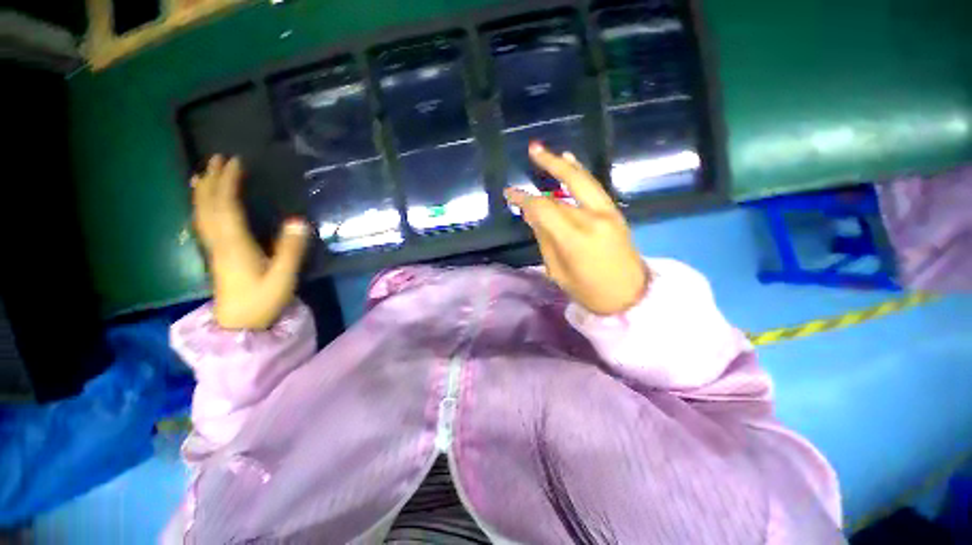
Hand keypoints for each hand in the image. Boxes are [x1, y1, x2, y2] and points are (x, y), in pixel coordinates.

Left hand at [192, 155, 308, 328]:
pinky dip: (200, 207)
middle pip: (209, 205)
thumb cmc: (263, 301)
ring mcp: (215, 249)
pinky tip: (202, 203)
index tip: (236, 161)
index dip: (229, 182)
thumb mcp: (283, 277)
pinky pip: (203, 223)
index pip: (227, 206)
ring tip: (202, 172)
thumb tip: (300, 221)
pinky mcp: (216, 255)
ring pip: (201, 213)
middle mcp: (220, 242)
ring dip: (202, 191)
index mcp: (235, 244)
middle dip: (212, 180)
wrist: (239, 325)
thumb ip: (291, 250)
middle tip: (218, 158)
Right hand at [505, 143, 647, 314]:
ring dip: (564, 164)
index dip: (524, 199)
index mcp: (575, 238)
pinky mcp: (615, 212)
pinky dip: (580, 174)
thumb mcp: (557, 272)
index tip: (509, 193)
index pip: (544, 208)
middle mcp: (593, 218)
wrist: (631, 296)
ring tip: (547, 152)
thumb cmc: (589, 291)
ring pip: (583, 181)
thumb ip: (544, 239)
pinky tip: (571, 163)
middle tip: (532, 149)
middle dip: (547, 165)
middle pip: (565, 186)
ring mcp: (608, 212)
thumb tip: (531, 214)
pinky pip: (594, 187)